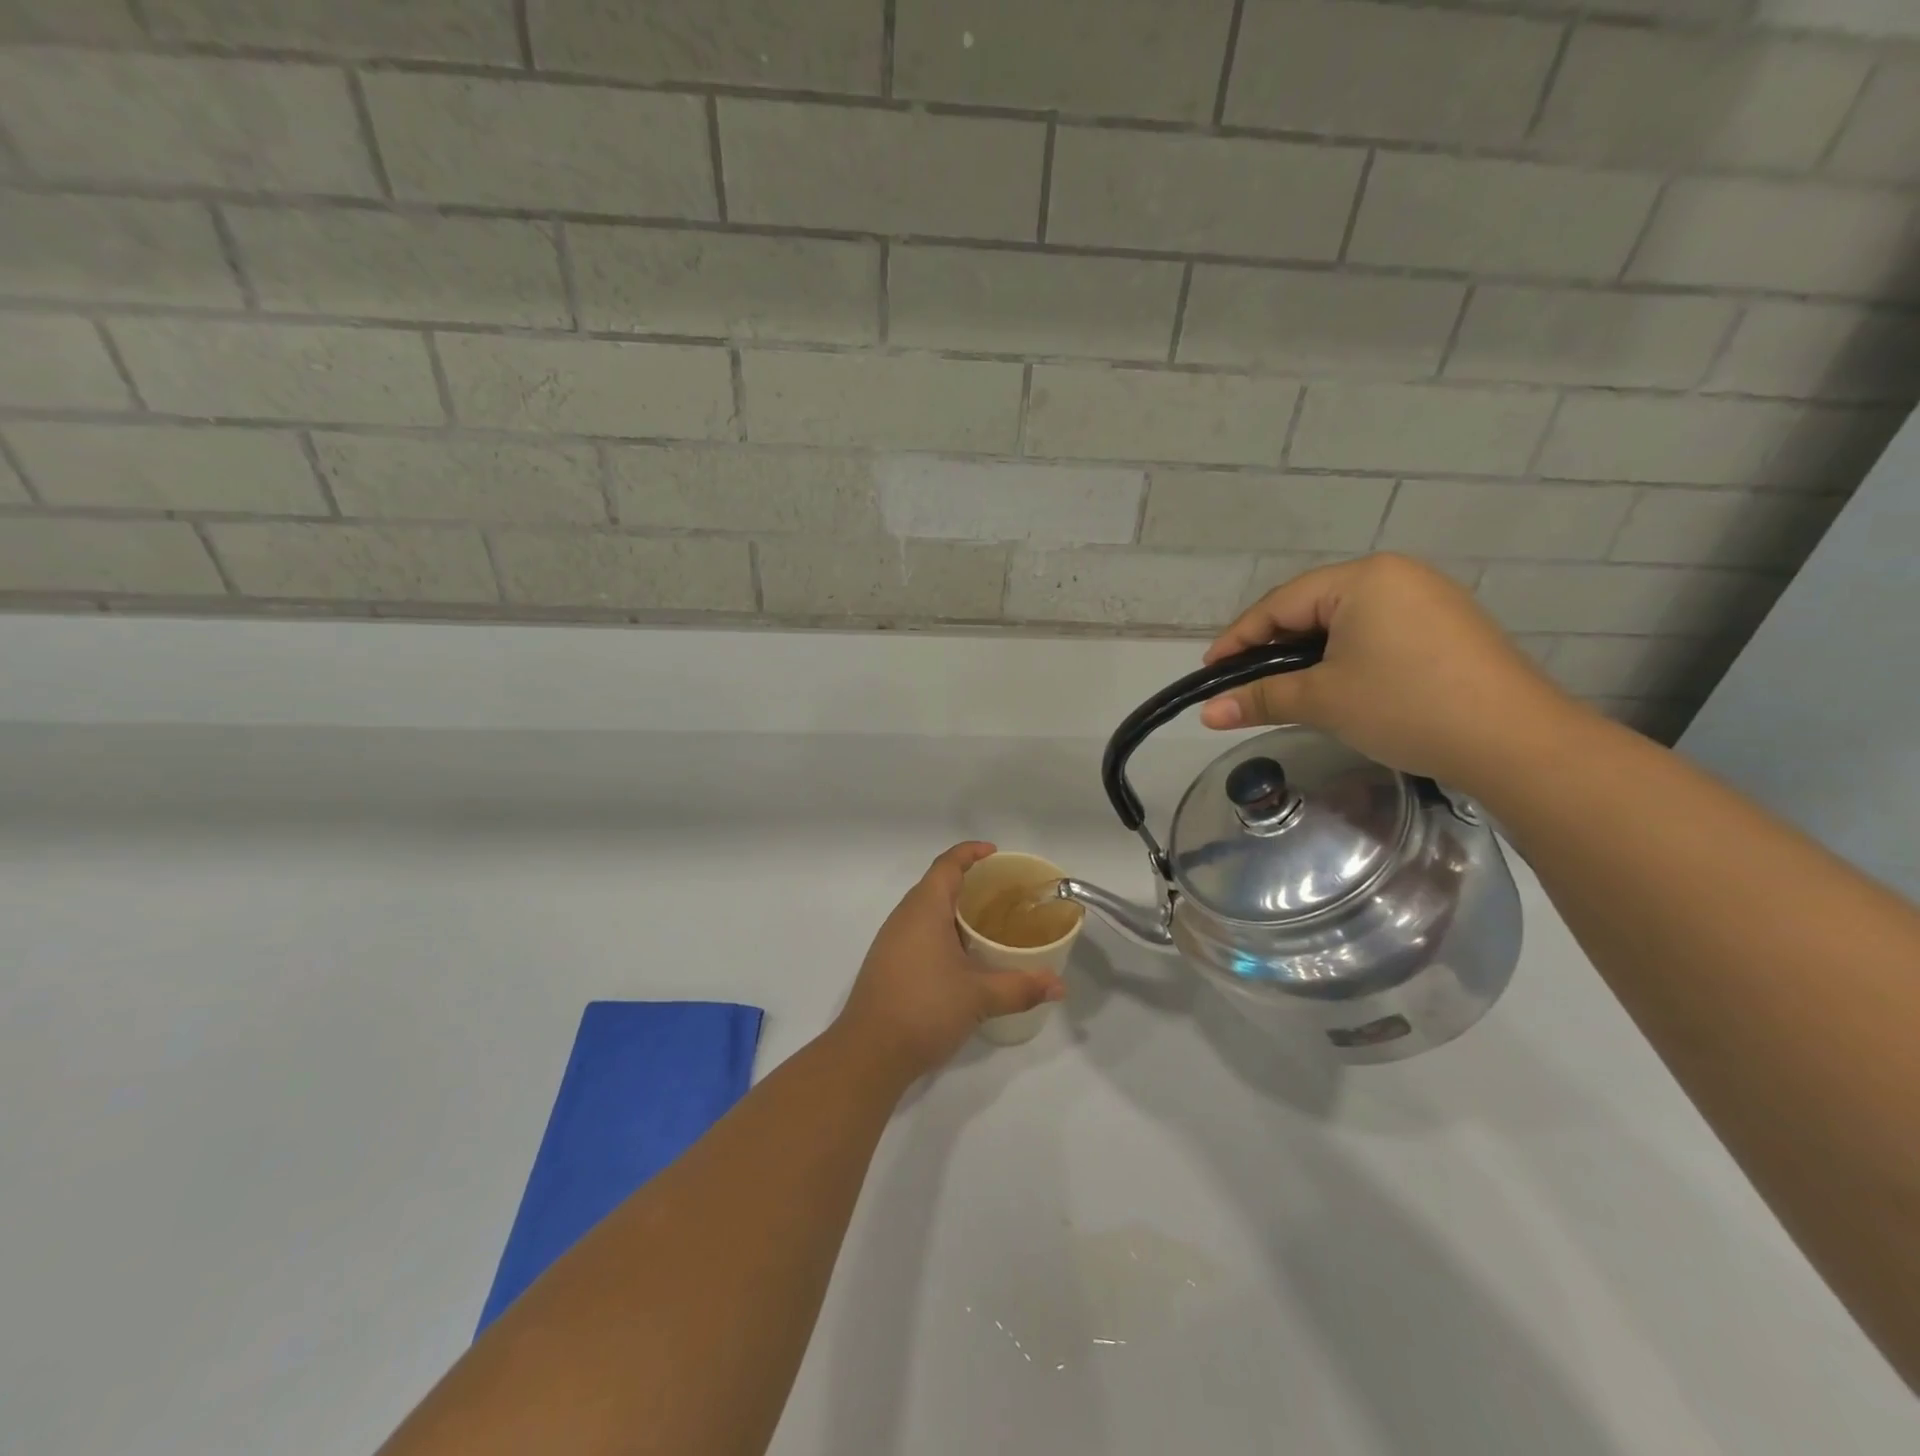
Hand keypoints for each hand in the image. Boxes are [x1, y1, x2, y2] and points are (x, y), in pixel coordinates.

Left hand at [835, 843, 1065, 1081]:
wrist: (868, 1053)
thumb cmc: (924, 1009)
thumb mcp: (979, 997)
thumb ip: (1020, 987)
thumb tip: (1058, 985)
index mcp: (924, 909)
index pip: (947, 865)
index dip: (970, 853)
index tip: (995, 853)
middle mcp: (904, 918)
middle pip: (936, 884)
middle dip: (967, 882)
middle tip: (1002, 892)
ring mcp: (891, 942)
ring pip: (926, 911)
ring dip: (954, 910)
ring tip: (988, 923)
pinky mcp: (888, 964)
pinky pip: (919, 933)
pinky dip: (943, 932)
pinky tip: (963, 957)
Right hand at [1199, 554, 1573, 789]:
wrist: (1515, 741)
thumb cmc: (1405, 706)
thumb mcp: (1323, 700)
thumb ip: (1260, 698)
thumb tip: (1207, 713)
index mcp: (1362, 578)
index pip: (1280, 604)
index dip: (1238, 640)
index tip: (1209, 673)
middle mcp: (1396, 575)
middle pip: (1311, 607)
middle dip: (1273, 646)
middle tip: (1244, 683)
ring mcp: (1427, 598)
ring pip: (1344, 621)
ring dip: (1308, 653)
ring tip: (1285, 687)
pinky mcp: (1447, 626)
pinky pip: (1376, 631)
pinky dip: (1345, 655)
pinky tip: (1337, 684)